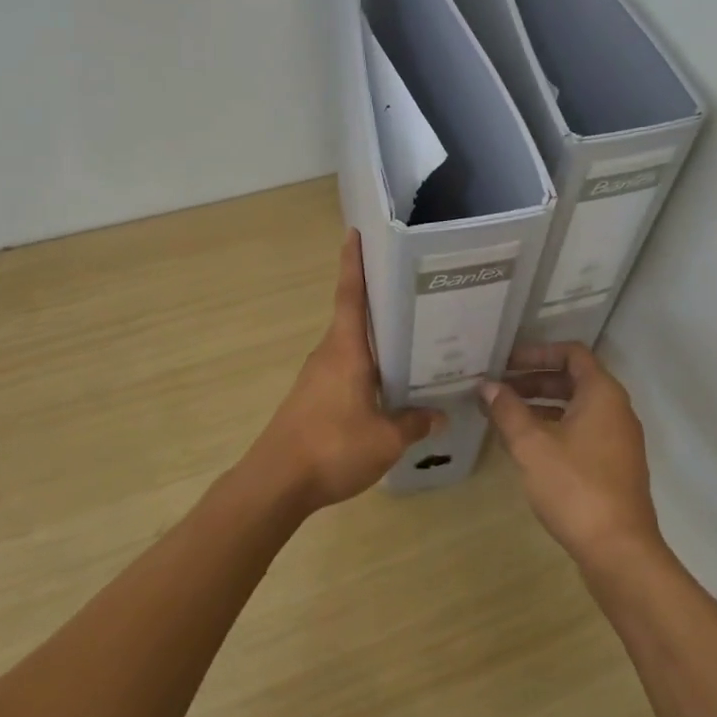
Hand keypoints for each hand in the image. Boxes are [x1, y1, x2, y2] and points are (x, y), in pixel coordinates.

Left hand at [249, 231, 444, 510]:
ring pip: (351, 346)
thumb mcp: (386, 439)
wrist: (276, 483)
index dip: (353, 263)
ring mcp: (317, 376)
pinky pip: (346, 369)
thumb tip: (440, 416)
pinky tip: (388, 383)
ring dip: (375, 338)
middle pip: (353, 316)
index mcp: (346, 350)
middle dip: (378, 299)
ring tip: (412, 337)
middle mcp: (329, 354)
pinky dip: (367, 366)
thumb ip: (414, 423)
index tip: (354, 233)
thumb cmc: (332, 448)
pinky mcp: (313, 397)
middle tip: (413, 289)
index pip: (350, 295)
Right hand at [480, 343, 663, 570]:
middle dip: (533, 381)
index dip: (538, 352)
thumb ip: (508, 410)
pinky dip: (554, 428)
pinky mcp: (614, 466)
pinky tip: (525, 446)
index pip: (572, 353)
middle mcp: (616, 409)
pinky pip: (581, 431)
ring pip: (576, 408)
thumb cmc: (574, 487)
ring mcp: (618, 439)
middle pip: (573, 380)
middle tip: (497, 389)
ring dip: (540, 406)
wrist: (619, 550)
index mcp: (602, 393)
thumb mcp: (532, 445)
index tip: (506, 362)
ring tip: (503, 415)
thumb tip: (488, 386)